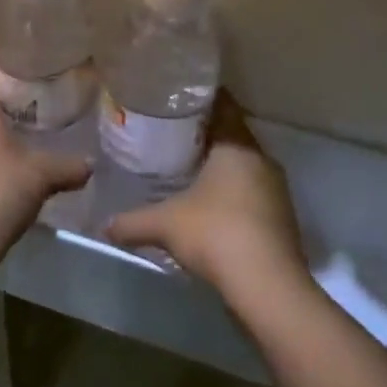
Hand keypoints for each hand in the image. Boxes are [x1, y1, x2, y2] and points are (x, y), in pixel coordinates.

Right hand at [105, 94, 312, 304]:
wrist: (267, 287)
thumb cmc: (215, 234)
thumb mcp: (165, 224)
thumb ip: (132, 221)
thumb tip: (104, 225)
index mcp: (237, 146)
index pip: (224, 106)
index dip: (202, 100)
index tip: (178, 99)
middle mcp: (261, 160)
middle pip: (234, 136)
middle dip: (207, 135)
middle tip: (174, 135)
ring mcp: (276, 190)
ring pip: (245, 167)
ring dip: (222, 168)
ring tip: (189, 170)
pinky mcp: (282, 218)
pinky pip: (253, 193)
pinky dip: (234, 194)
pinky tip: (211, 208)